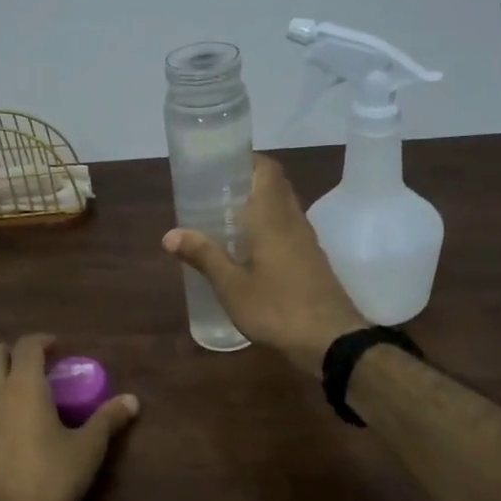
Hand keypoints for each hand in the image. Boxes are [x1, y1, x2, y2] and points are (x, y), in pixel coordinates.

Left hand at [0, 334, 139, 500]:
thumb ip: (108, 419)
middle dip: (12, 352)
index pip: (27, 345)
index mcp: (23, 385)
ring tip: (13, 391)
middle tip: (33, 368)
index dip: (43, 341)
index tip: (57, 348)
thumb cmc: (50, 479)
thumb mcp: (87, 449)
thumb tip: (132, 401)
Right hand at [163, 154, 367, 374]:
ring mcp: (306, 241)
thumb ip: (203, 256)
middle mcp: (292, 220)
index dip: (246, 160)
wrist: (331, 340)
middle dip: (246, 183)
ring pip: (282, 209)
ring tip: (224, 220)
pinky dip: (267, 228)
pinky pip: (287, 230)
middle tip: (213, 193)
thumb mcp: (231, 286)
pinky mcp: (312, 261)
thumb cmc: (277, 308)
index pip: (266, 169)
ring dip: (257, 207)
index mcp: (272, 217)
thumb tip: (169, 234)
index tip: (219, 164)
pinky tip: (248, 250)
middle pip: (274, 186)